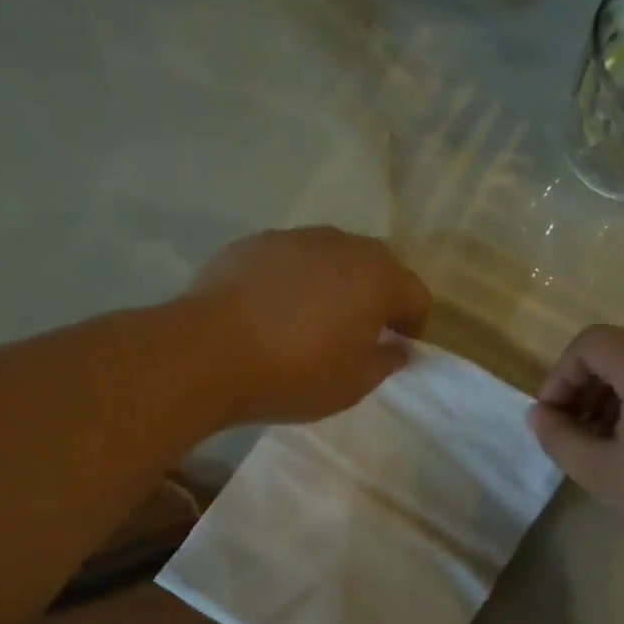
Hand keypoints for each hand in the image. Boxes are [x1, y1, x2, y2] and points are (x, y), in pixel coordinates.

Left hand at [188, 227, 431, 425]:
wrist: (208, 353)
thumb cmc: (293, 374)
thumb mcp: (352, 385)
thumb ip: (385, 362)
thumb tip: (398, 349)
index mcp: (377, 278)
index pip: (416, 294)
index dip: (412, 325)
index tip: (395, 349)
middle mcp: (342, 245)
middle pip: (377, 265)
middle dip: (376, 295)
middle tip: (358, 332)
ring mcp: (295, 238)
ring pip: (331, 257)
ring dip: (334, 282)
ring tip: (311, 319)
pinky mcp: (255, 242)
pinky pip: (290, 258)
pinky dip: (293, 278)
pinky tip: (271, 309)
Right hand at [527, 325, 623, 568]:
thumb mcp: (602, 475)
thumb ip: (559, 438)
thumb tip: (540, 414)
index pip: (592, 343)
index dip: (561, 375)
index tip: (553, 417)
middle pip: (622, 352)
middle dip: (587, 388)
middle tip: (575, 435)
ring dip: (618, 398)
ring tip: (609, 446)